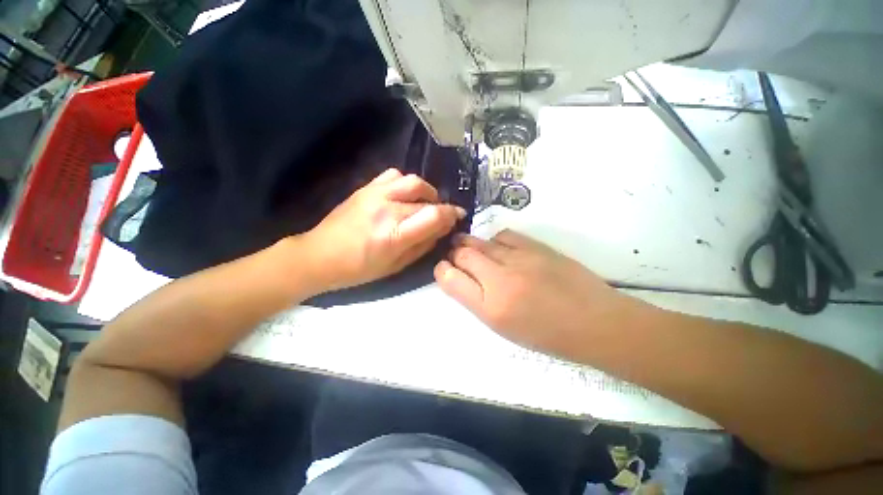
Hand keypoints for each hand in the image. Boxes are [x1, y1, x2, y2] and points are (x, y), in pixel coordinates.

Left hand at [299, 168, 464, 291]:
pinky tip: (405, 196)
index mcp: (394, 234)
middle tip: (440, 217)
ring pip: (413, 181)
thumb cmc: (359, 269)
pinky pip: (394, 175)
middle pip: (427, 199)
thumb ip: (423, 246)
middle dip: (440, 208)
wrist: (319, 255)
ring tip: (424, 204)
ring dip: (426, 192)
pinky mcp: (365, 188)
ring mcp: (375, 194)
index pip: (435, 215)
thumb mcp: (396, 266)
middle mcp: (387, 209)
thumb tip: (442, 230)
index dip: (452, 214)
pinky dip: (406, 184)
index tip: (458, 216)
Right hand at [435, 230, 637, 360]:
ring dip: (470, 244)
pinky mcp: (536, 247)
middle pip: (462, 255)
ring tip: (472, 248)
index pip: (450, 279)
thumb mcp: (504, 327)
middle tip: (456, 255)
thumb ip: (477, 300)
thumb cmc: (546, 334)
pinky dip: (494, 240)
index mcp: (490, 308)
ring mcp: (519, 259)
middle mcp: (500, 280)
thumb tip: (461, 278)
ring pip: (481, 242)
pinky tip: (498, 247)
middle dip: (454, 253)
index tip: (445, 269)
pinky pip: (504, 235)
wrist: (594, 322)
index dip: (443, 270)